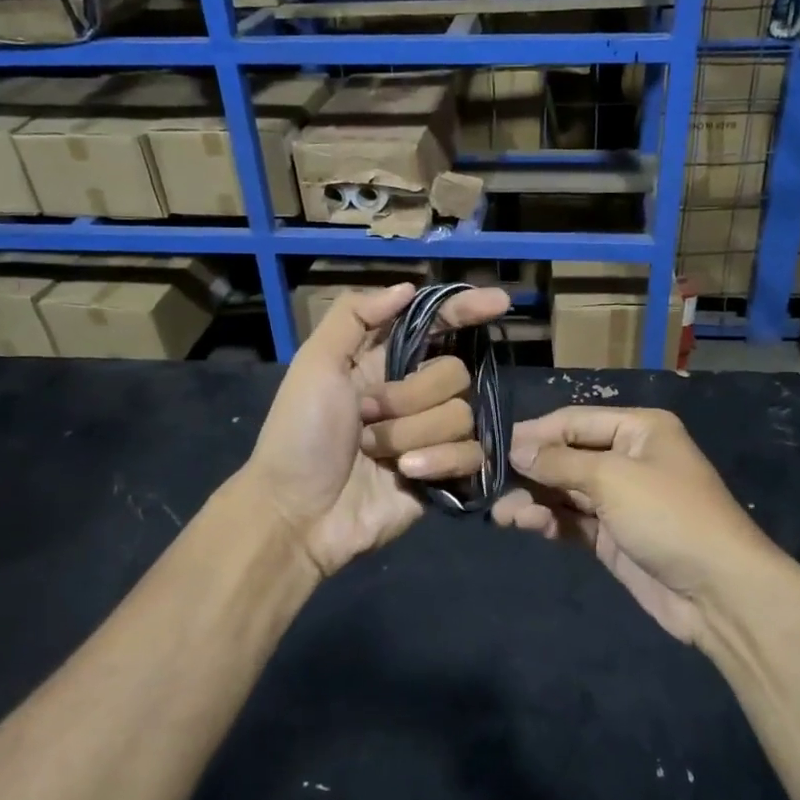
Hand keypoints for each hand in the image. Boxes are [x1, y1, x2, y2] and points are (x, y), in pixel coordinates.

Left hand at [247, 282, 510, 579]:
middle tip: (367, 417)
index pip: (438, 325)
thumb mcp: (316, 364)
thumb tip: (409, 287)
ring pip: (462, 414)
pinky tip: (407, 473)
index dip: (467, 311)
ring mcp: (432, 434)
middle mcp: (415, 393)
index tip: (500, 303)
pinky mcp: (445, 473)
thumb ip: (356, 315)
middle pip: (454, 373)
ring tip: (376, 453)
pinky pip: (471, 453)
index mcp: (385, 362)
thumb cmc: (300, 434)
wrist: (299, 512)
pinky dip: (439, 461)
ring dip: (413, 433)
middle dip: (411, 396)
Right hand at [491, 407, 776, 643]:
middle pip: (568, 456)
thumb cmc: (669, 516)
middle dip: (532, 470)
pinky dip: (550, 521)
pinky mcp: (613, 537)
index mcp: (639, 429)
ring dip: (535, 499)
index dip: (536, 433)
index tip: (495, 447)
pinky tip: (526, 525)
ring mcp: (621, 500)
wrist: (719, 592)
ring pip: (566, 491)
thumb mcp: (613, 479)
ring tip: (503, 515)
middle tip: (491, 484)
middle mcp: (628, 458)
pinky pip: (573, 520)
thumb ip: (560, 463)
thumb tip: (517, 449)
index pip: (575, 421)